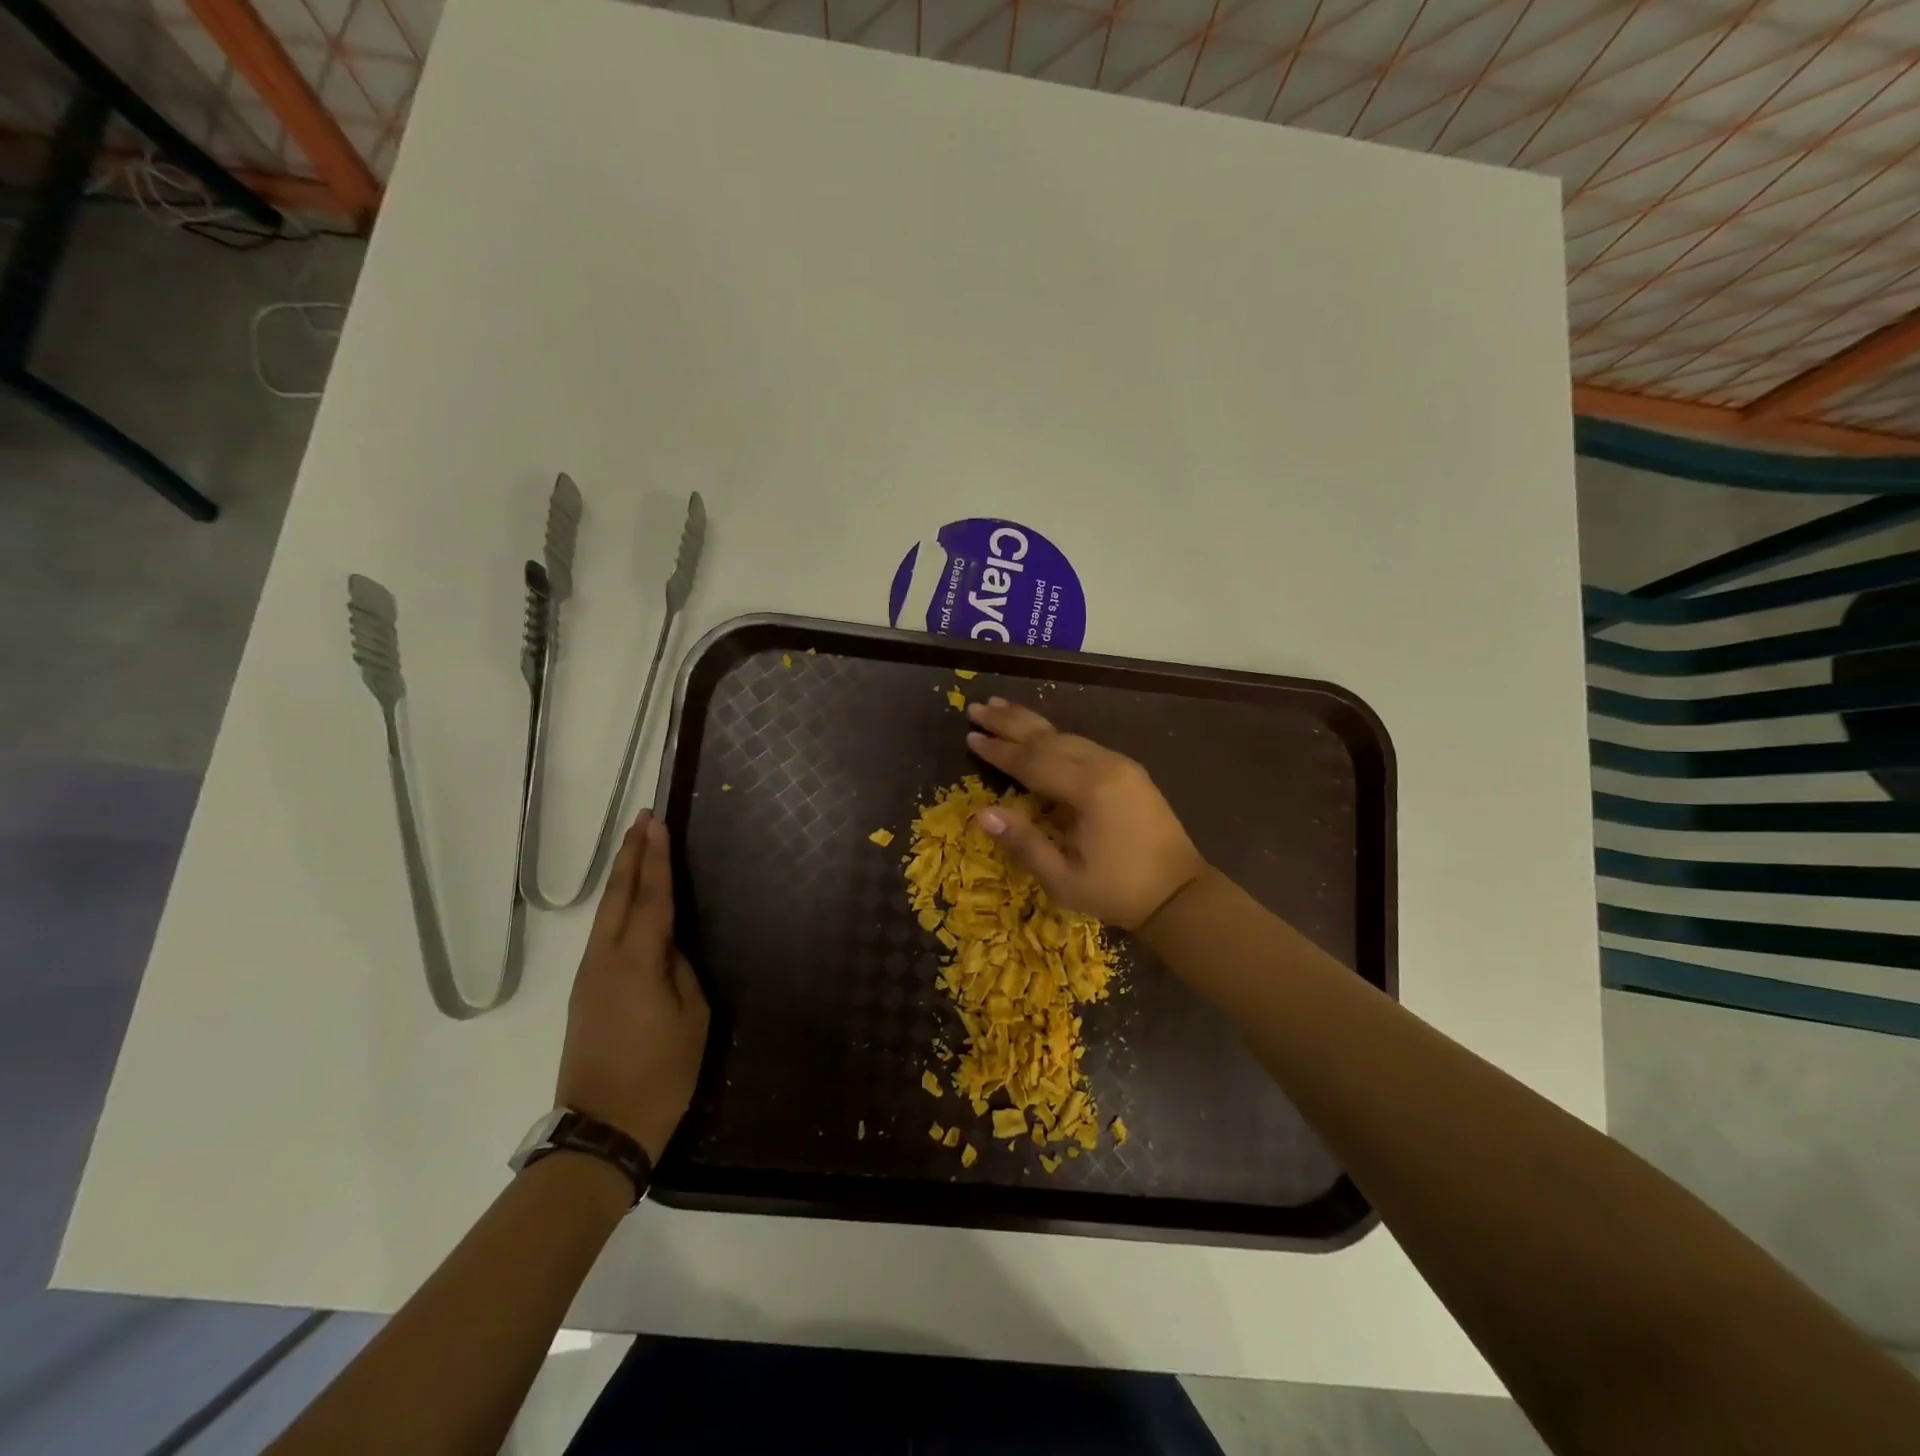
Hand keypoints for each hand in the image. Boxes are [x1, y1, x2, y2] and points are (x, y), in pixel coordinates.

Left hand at [556, 812, 709, 1163]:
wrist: (603, 1130)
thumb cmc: (661, 1074)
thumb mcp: (692, 1018)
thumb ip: (681, 971)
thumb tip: (668, 947)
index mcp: (637, 962)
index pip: (650, 897)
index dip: (656, 858)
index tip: (658, 823)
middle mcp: (605, 960)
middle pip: (617, 896)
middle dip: (631, 855)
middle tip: (644, 820)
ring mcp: (588, 977)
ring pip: (605, 914)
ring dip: (621, 877)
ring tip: (637, 849)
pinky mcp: (584, 994)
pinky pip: (602, 936)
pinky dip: (617, 907)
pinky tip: (628, 903)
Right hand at [965, 698, 1204, 930]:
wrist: (1180, 893)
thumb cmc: (1117, 891)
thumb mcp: (1064, 879)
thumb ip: (1024, 843)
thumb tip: (982, 814)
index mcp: (1090, 790)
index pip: (1033, 762)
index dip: (999, 751)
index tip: (970, 736)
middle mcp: (1106, 766)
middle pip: (1049, 738)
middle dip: (1009, 723)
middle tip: (976, 707)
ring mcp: (1121, 764)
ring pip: (1067, 735)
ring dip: (1031, 723)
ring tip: (1000, 706)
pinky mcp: (1129, 771)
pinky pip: (1083, 744)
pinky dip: (1055, 735)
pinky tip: (1040, 733)